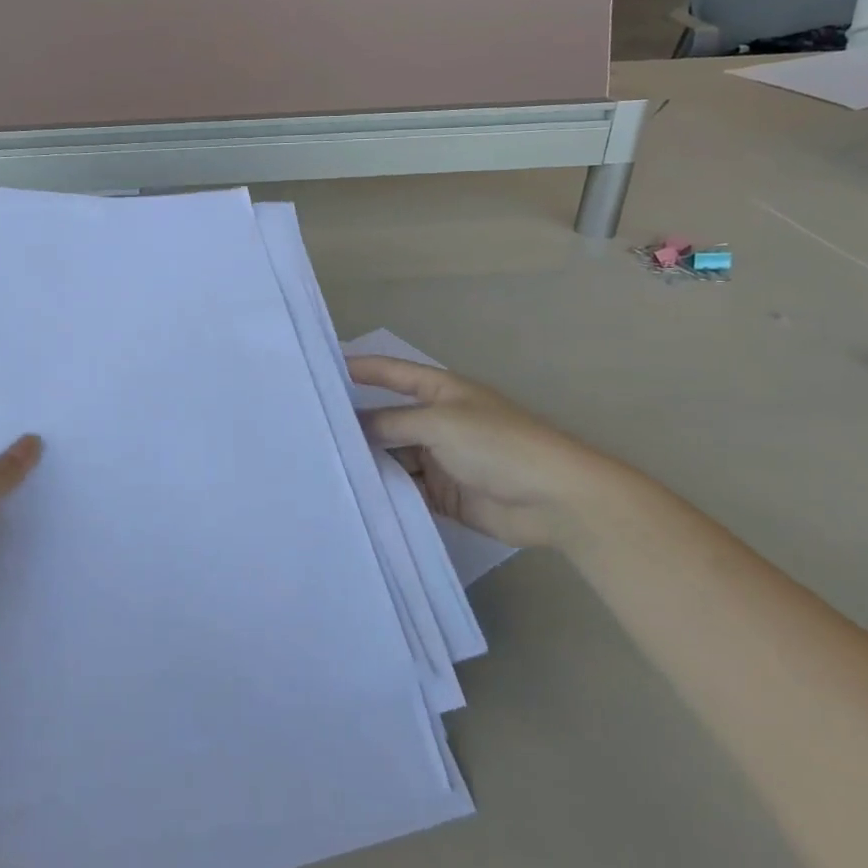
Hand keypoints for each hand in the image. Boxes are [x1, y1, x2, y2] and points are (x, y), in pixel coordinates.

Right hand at [349, 357, 631, 549]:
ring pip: (393, 456)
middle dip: (357, 426)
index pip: (392, 373)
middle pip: (388, 419)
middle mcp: (437, 421)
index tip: (322, 372)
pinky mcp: (444, 494)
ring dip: (370, 463)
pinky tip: (357, 496)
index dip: (361, 369)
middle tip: (311, 433)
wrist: (555, 499)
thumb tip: (354, 425)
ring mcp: (440, 459)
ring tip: (325, 468)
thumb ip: (392, 423)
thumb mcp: (440, 423)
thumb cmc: (498, 444)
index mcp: (441, 391)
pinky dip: (387, 492)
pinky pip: (407, 489)